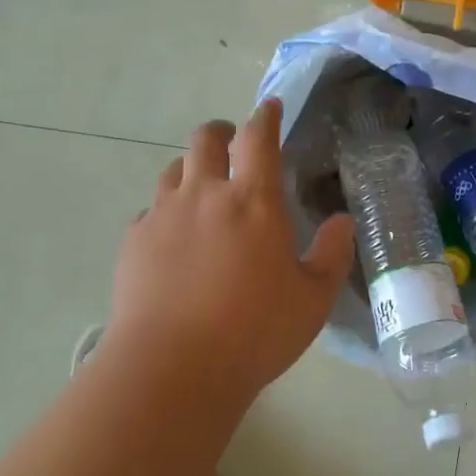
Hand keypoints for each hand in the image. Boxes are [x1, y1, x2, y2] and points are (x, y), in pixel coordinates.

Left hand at [97, 100, 355, 404]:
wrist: (172, 368)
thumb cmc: (255, 331)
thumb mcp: (313, 299)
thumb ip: (332, 254)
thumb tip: (341, 222)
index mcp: (254, 202)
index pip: (258, 138)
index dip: (265, 116)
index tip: (270, 107)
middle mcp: (205, 195)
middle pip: (204, 139)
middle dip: (220, 132)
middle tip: (230, 144)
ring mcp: (163, 216)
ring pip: (173, 170)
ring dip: (191, 169)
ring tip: (202, 189)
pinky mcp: (134, 242)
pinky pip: (150, 210)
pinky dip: (166, 211)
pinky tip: (173, 237)